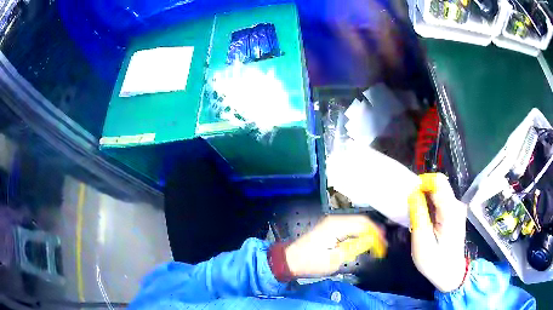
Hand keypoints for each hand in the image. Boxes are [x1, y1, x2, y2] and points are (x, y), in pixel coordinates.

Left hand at [284, 215, 384, 277]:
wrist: (290, 260)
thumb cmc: (311, 262)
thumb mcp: (335, 259)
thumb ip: (354, 248)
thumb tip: (370, 241)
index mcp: (337, 225)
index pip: (363, 224)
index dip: (376, 233)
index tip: (385, 244)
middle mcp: (335, 220)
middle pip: (361, 221)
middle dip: (374, 231)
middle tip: (383, 245)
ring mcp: (332, 222)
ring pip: (356, 223)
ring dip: (367, 232)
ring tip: (377, 244)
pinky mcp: (330, 227)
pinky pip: (349, 227)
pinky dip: (359, 233)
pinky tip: (364, 241)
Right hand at [409, 173, 467, 291]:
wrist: (451, 274)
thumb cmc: (435, 262)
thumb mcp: (422, 244)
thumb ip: (418, 216)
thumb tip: (413, 194)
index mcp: (450, 211)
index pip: (438, 182)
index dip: (421, 183)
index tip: (408, 196)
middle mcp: (456, 205)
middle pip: (438, 185)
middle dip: (421, 192)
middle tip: (409, 210)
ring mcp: (456, 208)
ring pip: (438, 192)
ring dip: (424, 200)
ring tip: (415, 218)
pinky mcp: (454, 212)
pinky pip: (439, 201)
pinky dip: (428, 206)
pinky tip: (424, 221)